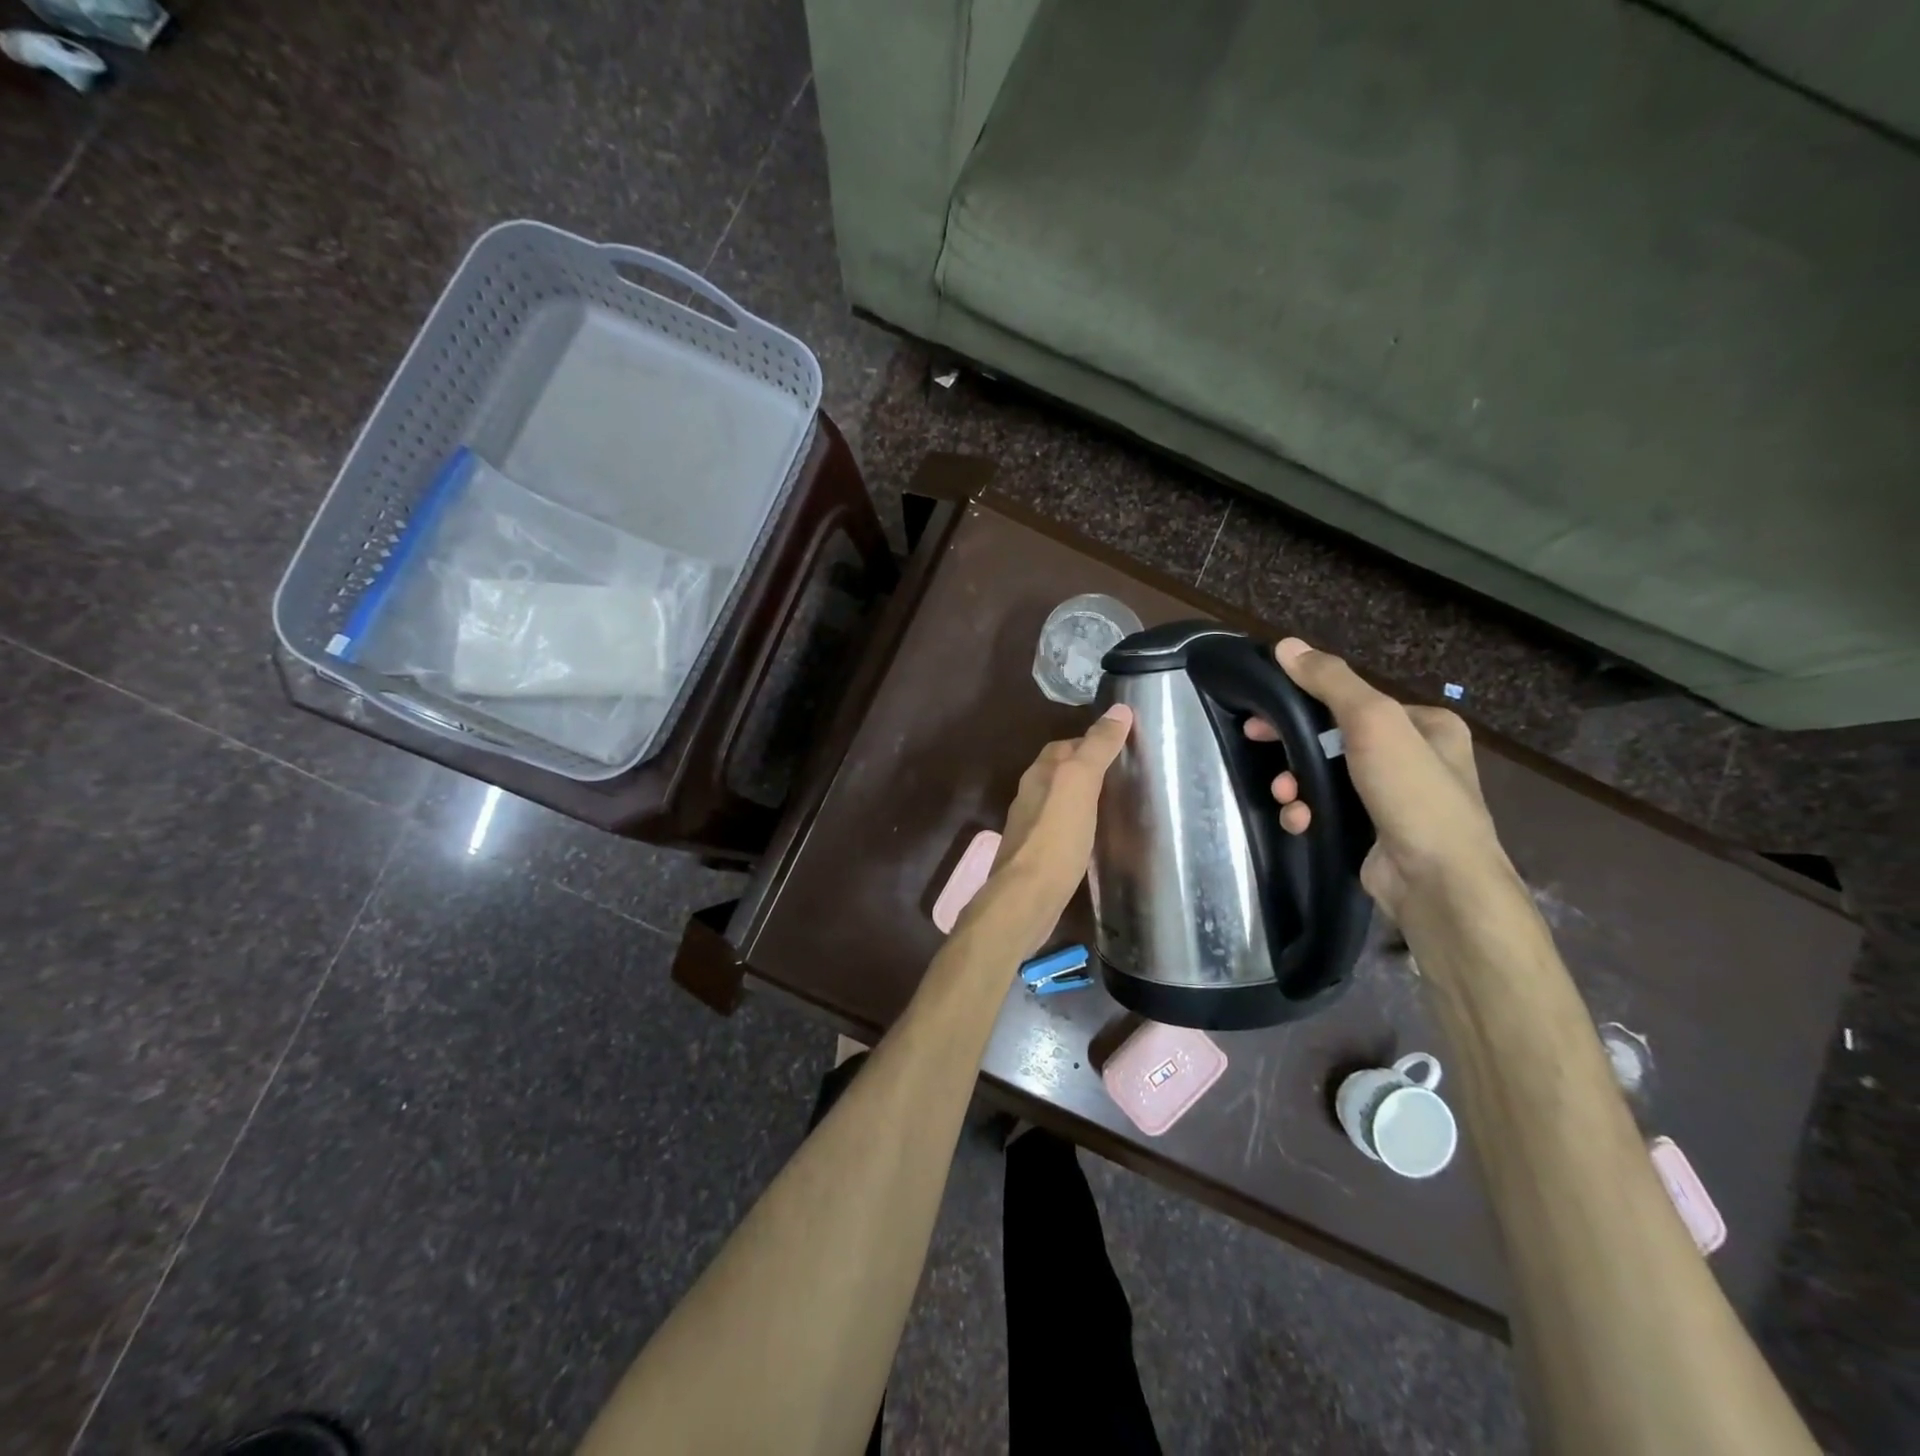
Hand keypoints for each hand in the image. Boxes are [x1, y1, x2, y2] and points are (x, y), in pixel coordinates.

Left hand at [984, 703, 1133, 953]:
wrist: (1027, 896)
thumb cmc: (1055, 837)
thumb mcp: (1080, 782)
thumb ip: (1097, 747)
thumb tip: (1119, 710)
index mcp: (1039, 774)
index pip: (1065, 745)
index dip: (1091, 741)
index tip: (1121, 746)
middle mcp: (1029, 795)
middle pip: (1059, 772)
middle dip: (1086, 769)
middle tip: (1122, 776)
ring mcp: (1030, 827)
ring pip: (1058, 801)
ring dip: (1081, 798)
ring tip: (1114, 805)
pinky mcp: (1036, 855)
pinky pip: (1059, 829)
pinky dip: (1077, 825)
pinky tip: (1094, 837)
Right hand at [1247, 638, 1517, 920]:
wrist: (1437, 881)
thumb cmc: (1411, 792)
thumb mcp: (1372, 721)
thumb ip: (1330, 681)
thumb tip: (1286, 644)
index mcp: (1426, 725)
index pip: (1354, 701)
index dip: (1304, 701)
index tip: (1266, 709)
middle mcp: (1414, 758)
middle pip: (1333, 738)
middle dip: (1293, 745)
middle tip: (1256, 742)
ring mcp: (1393, 799)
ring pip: (1325, 776)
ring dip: (1295, 782)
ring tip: (1286, 795)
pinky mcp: (1372, 833)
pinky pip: (1328, 810)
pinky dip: (1307, 812)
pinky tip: (1300, 821)